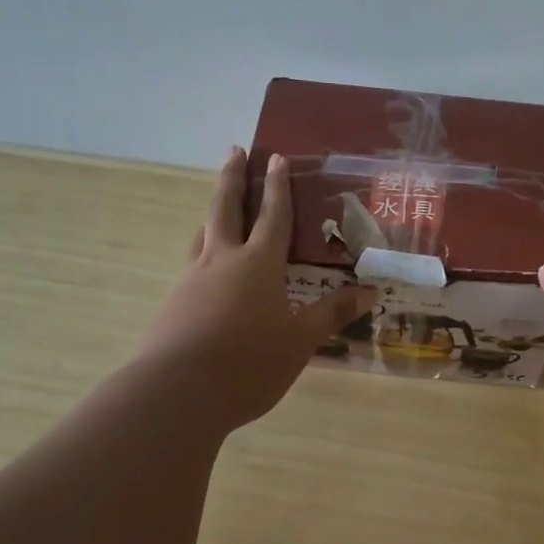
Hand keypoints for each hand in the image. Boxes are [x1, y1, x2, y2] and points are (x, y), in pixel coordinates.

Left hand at [135, 147, 374, 430]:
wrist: (178, 392)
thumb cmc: (250, 362)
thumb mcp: (300, 340)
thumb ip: (332, 313)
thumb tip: (370, 292)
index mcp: (258, 264)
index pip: (273, 217)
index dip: (278, 187)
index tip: (275, 157)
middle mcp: (222, 261)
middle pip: (225, 208)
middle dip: (232, 178)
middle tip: (234, 151)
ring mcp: (192, 281)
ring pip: (203, 236)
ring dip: (212, 215)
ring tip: (217, 209)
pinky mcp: (173, 304)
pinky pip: (192, 268)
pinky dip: (203, 256)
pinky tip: (207, 274)